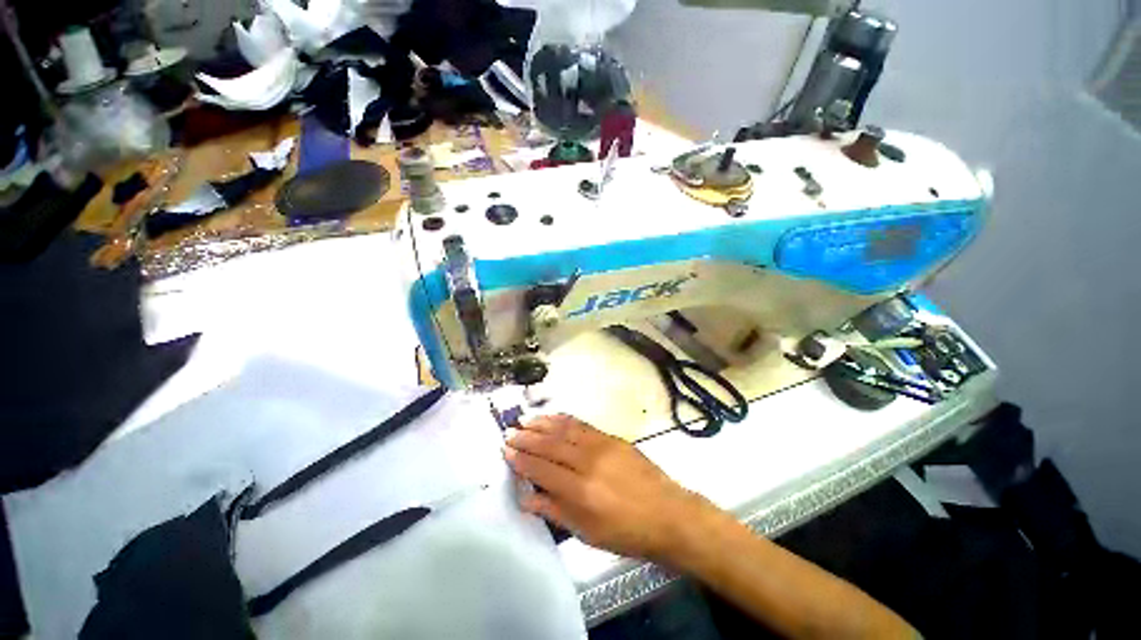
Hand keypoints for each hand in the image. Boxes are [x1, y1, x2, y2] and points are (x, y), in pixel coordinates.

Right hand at [504, 415, 711, 562]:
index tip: (506, 451)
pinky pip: (582, 425)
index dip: (522, 460)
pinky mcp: (612, 437)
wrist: (667, 514)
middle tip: (509, 432)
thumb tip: (526, 498)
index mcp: (580, 491)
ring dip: (543, 423)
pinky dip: (564, 420)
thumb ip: (555, 511)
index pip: (542, 469)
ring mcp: (601, 446)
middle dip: (527, 438)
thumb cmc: (626, 532)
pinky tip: (553, 418)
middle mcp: (588, 463)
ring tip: (525, 420)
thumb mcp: (587, 532)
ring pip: (565, 429)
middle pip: (550, 445)